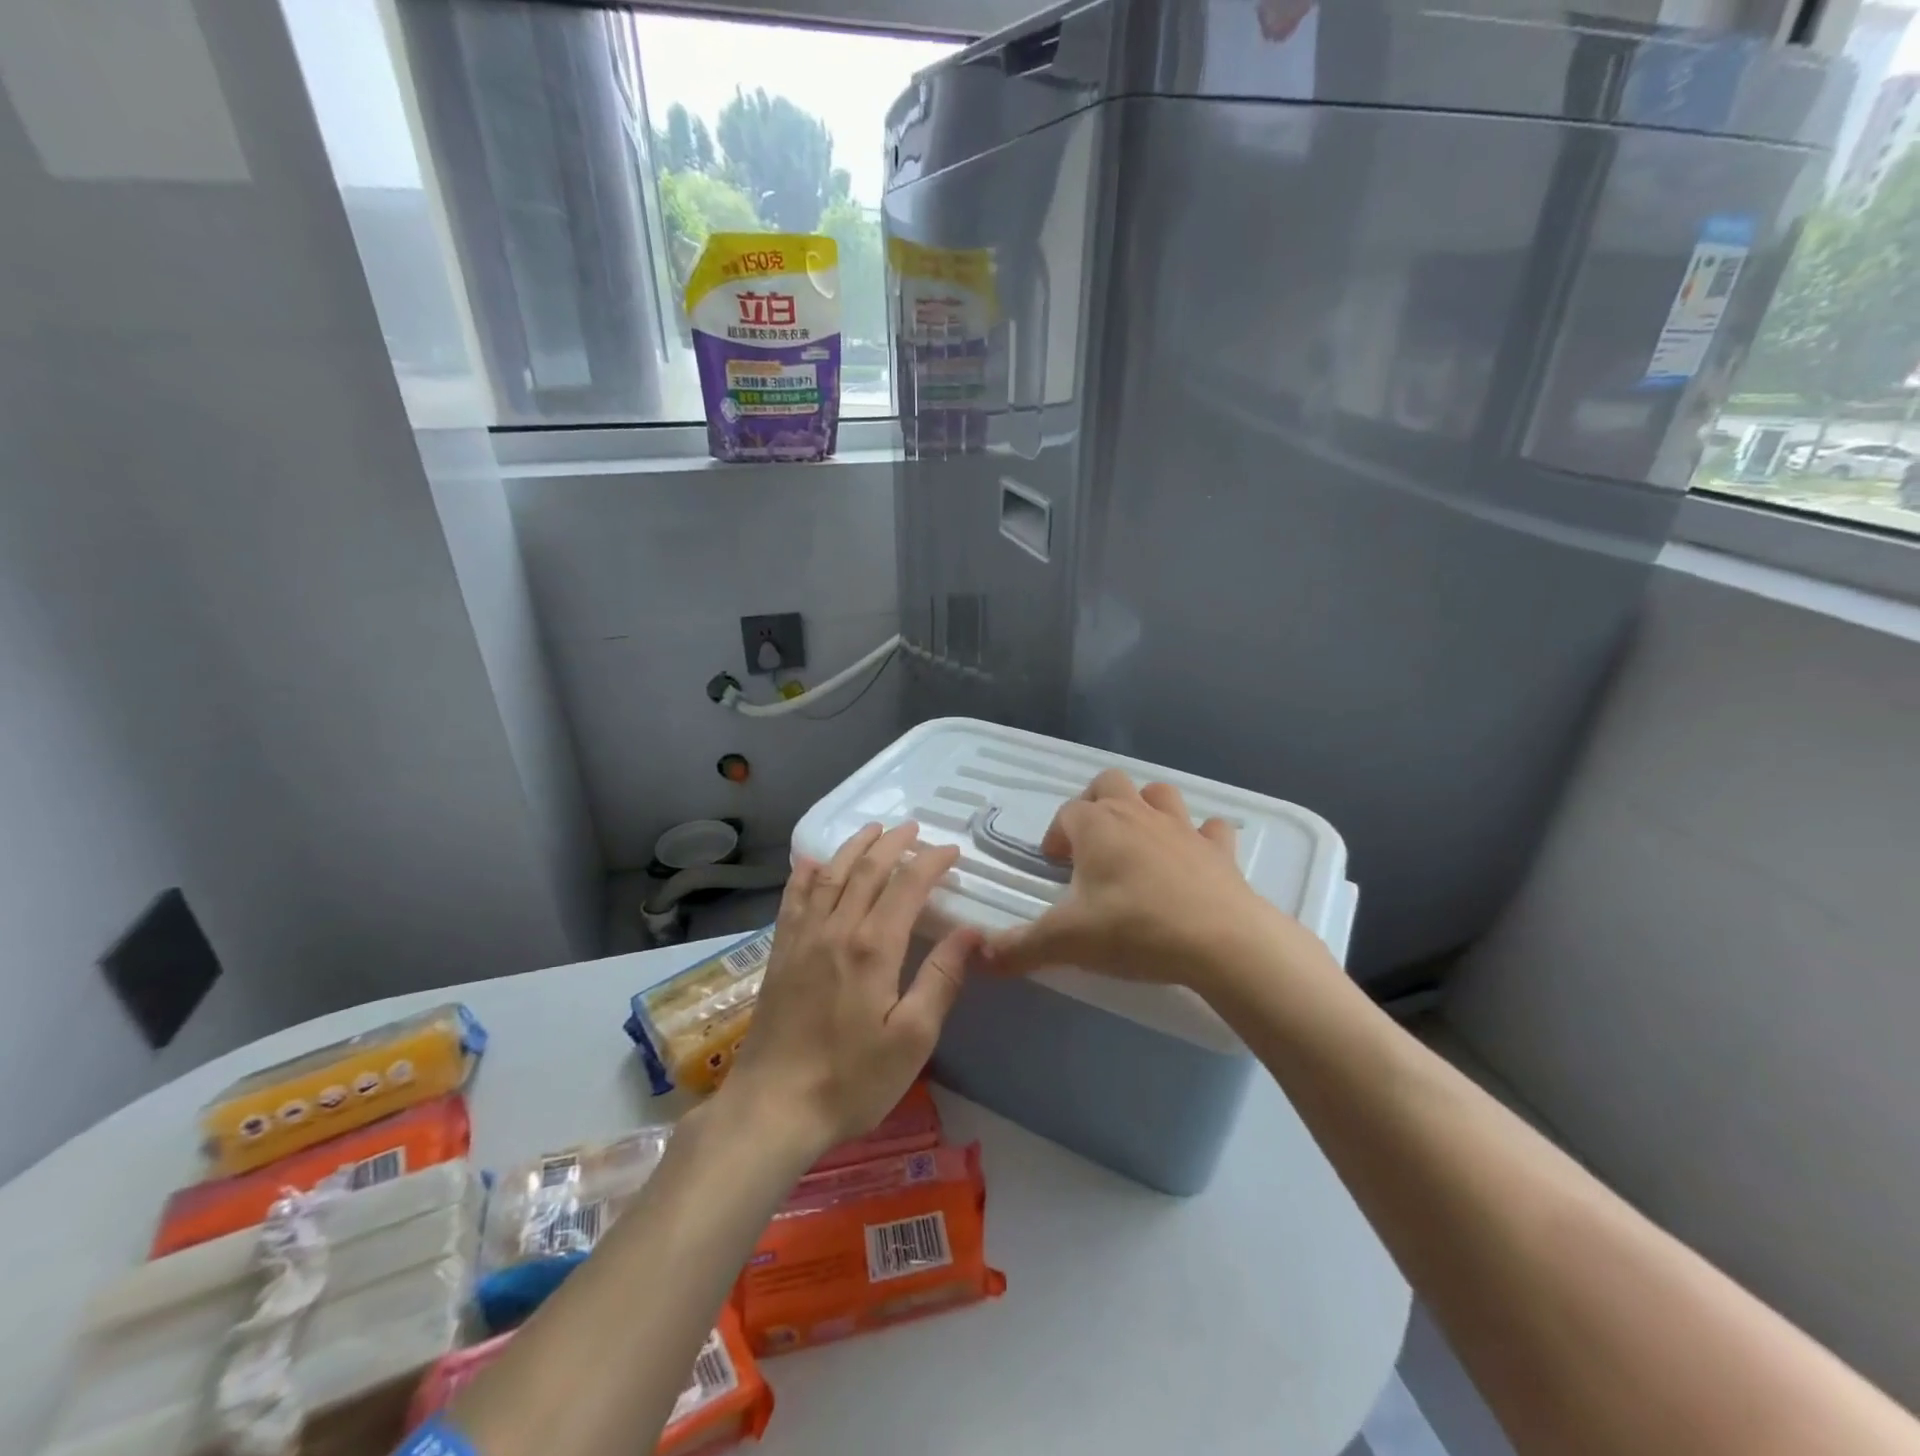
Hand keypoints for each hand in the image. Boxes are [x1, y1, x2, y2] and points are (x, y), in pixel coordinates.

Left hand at [720, 822, 978, 1157]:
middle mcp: (836, 930)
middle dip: (893, 843)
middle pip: (866, 870)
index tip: (951, 851)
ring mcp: (802, 939)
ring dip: (853, 847)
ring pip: (830, 875)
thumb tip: (972, 933)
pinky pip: (794, 899)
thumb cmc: (851, 1079)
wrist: (773, 1107)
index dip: (931, 862)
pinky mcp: (780, 954)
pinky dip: (805, 874)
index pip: (907, 886)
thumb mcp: (912, 1039)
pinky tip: (811, 862)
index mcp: (873, 948)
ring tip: (872, 830)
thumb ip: (941, 980)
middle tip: (913, 828)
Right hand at [982, 770, 1316, 992]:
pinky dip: (1200, 837)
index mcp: (1098, 827)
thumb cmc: (1134, 929)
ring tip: (1138, 842)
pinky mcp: (1219, 850)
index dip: (1056, 834)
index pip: (1067, 813)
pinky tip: (1194, 858)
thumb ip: (1019, 948)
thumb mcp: (1067, 942)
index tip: (1054, 865)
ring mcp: (1183, 828)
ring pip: (1159, 795)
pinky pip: (1210, 829)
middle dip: (1095, 803)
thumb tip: (978, 956)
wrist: (1220, 940)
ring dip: (1146, 808)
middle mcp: (1137, 815)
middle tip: (1091, 843)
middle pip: (1110, 783)